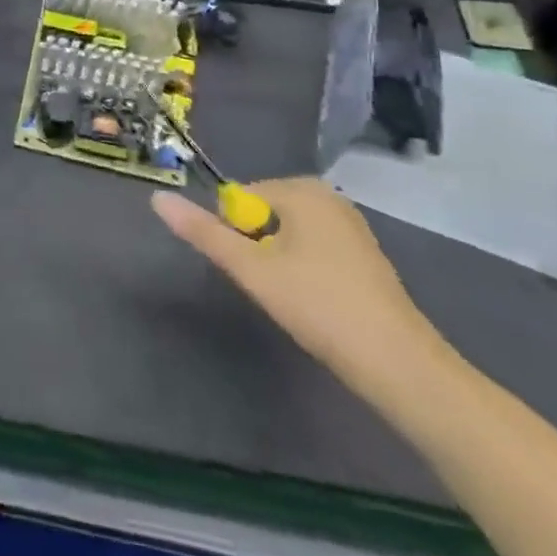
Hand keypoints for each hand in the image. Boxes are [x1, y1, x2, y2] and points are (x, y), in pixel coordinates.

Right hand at [152, 178, 449, 394]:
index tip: (252, 271)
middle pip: (263, 213)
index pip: (239, 198)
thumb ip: (203, 232)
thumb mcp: (251, 269)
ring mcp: (350, 224)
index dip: (235, 234)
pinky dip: (304, 270)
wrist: (399, 366)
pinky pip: (313, 248)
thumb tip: (157, 197)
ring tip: (294, 298)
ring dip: (279, 261)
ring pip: (287, 233)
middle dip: (257, 247)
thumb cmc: (318, 306)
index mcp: (301, 189)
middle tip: (271, 288)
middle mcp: (328, 196)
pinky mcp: (364, 254)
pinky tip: (316, 302)